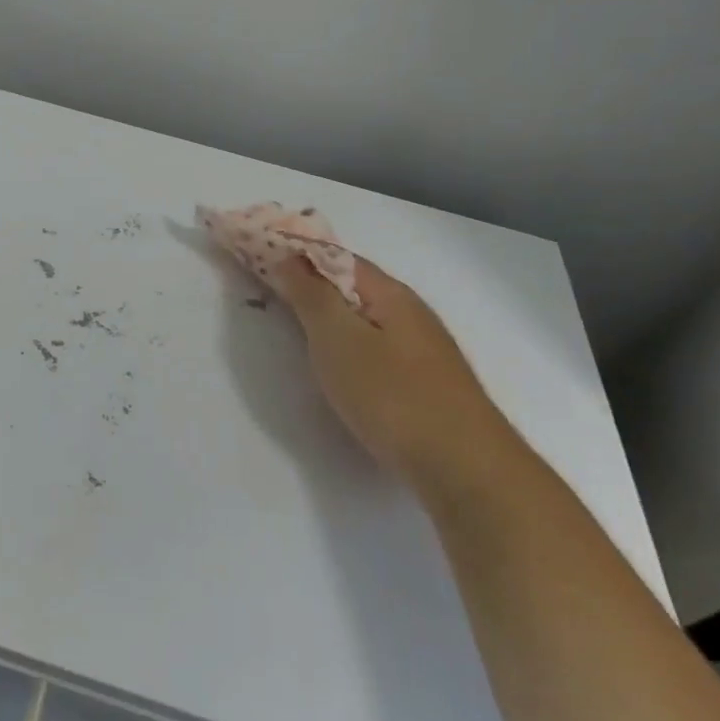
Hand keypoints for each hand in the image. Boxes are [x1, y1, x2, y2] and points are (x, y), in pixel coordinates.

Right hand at [268, 253, 505, 486]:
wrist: (465, 469)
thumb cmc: (392, 394)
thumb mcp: (338, 338)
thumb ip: (310, 294)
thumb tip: (287, 255)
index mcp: (388, 292)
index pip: (333, 255)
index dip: (294, 251)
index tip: (254, 253)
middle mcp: (408, 310)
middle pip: (349, 284)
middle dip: (307, 280)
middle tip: (263, 287)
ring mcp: (420, 347)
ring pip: (361, 316)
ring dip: (326, 311)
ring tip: (291, 321)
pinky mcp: (422, 381)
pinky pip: (372, 343)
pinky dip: (344, 340)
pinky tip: (335, 361)